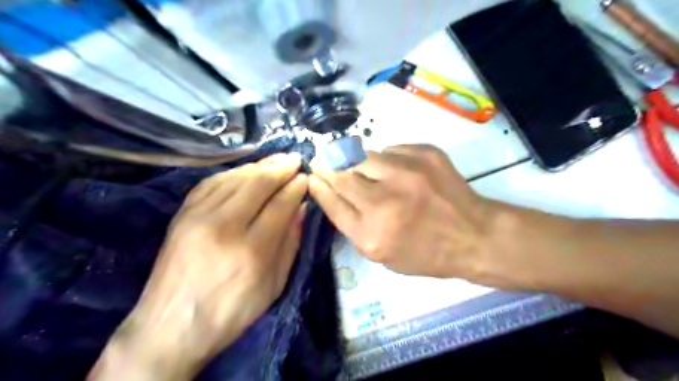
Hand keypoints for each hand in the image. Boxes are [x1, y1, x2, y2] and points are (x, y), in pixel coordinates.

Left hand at [92, 152, 307, 380]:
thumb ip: (290, 244)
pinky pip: (211, 183)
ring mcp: (198, 218)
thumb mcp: (274, 286)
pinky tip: (246, 171)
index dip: (295, 188)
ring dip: (259, 166)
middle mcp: (224, 227)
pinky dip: (233, 173)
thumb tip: (301, 209)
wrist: (170, 328)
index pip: (280, 205)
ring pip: (235, 178)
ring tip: (276, 160)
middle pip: (258, 184)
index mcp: (252, 251)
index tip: (305, 178)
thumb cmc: (231, 313)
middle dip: (280, 168)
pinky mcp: (182, 216)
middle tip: (295, 160)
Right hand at [309, 147, 496, 282]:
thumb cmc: (425, 253)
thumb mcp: (383, 255)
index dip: (319, 185)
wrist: (473, 235)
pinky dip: (388, 160)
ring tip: (370, 172)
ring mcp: (407, 172)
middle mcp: (385, 200)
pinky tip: (400, 173)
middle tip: (324, 161)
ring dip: (360, 163)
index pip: (332, 201)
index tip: (312, 174)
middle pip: (343, 173)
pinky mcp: (426, 153)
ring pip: (364, 155)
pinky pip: (391, 149)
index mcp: (372, 233)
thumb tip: (332, 191)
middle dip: (329, 166)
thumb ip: (353, 224)